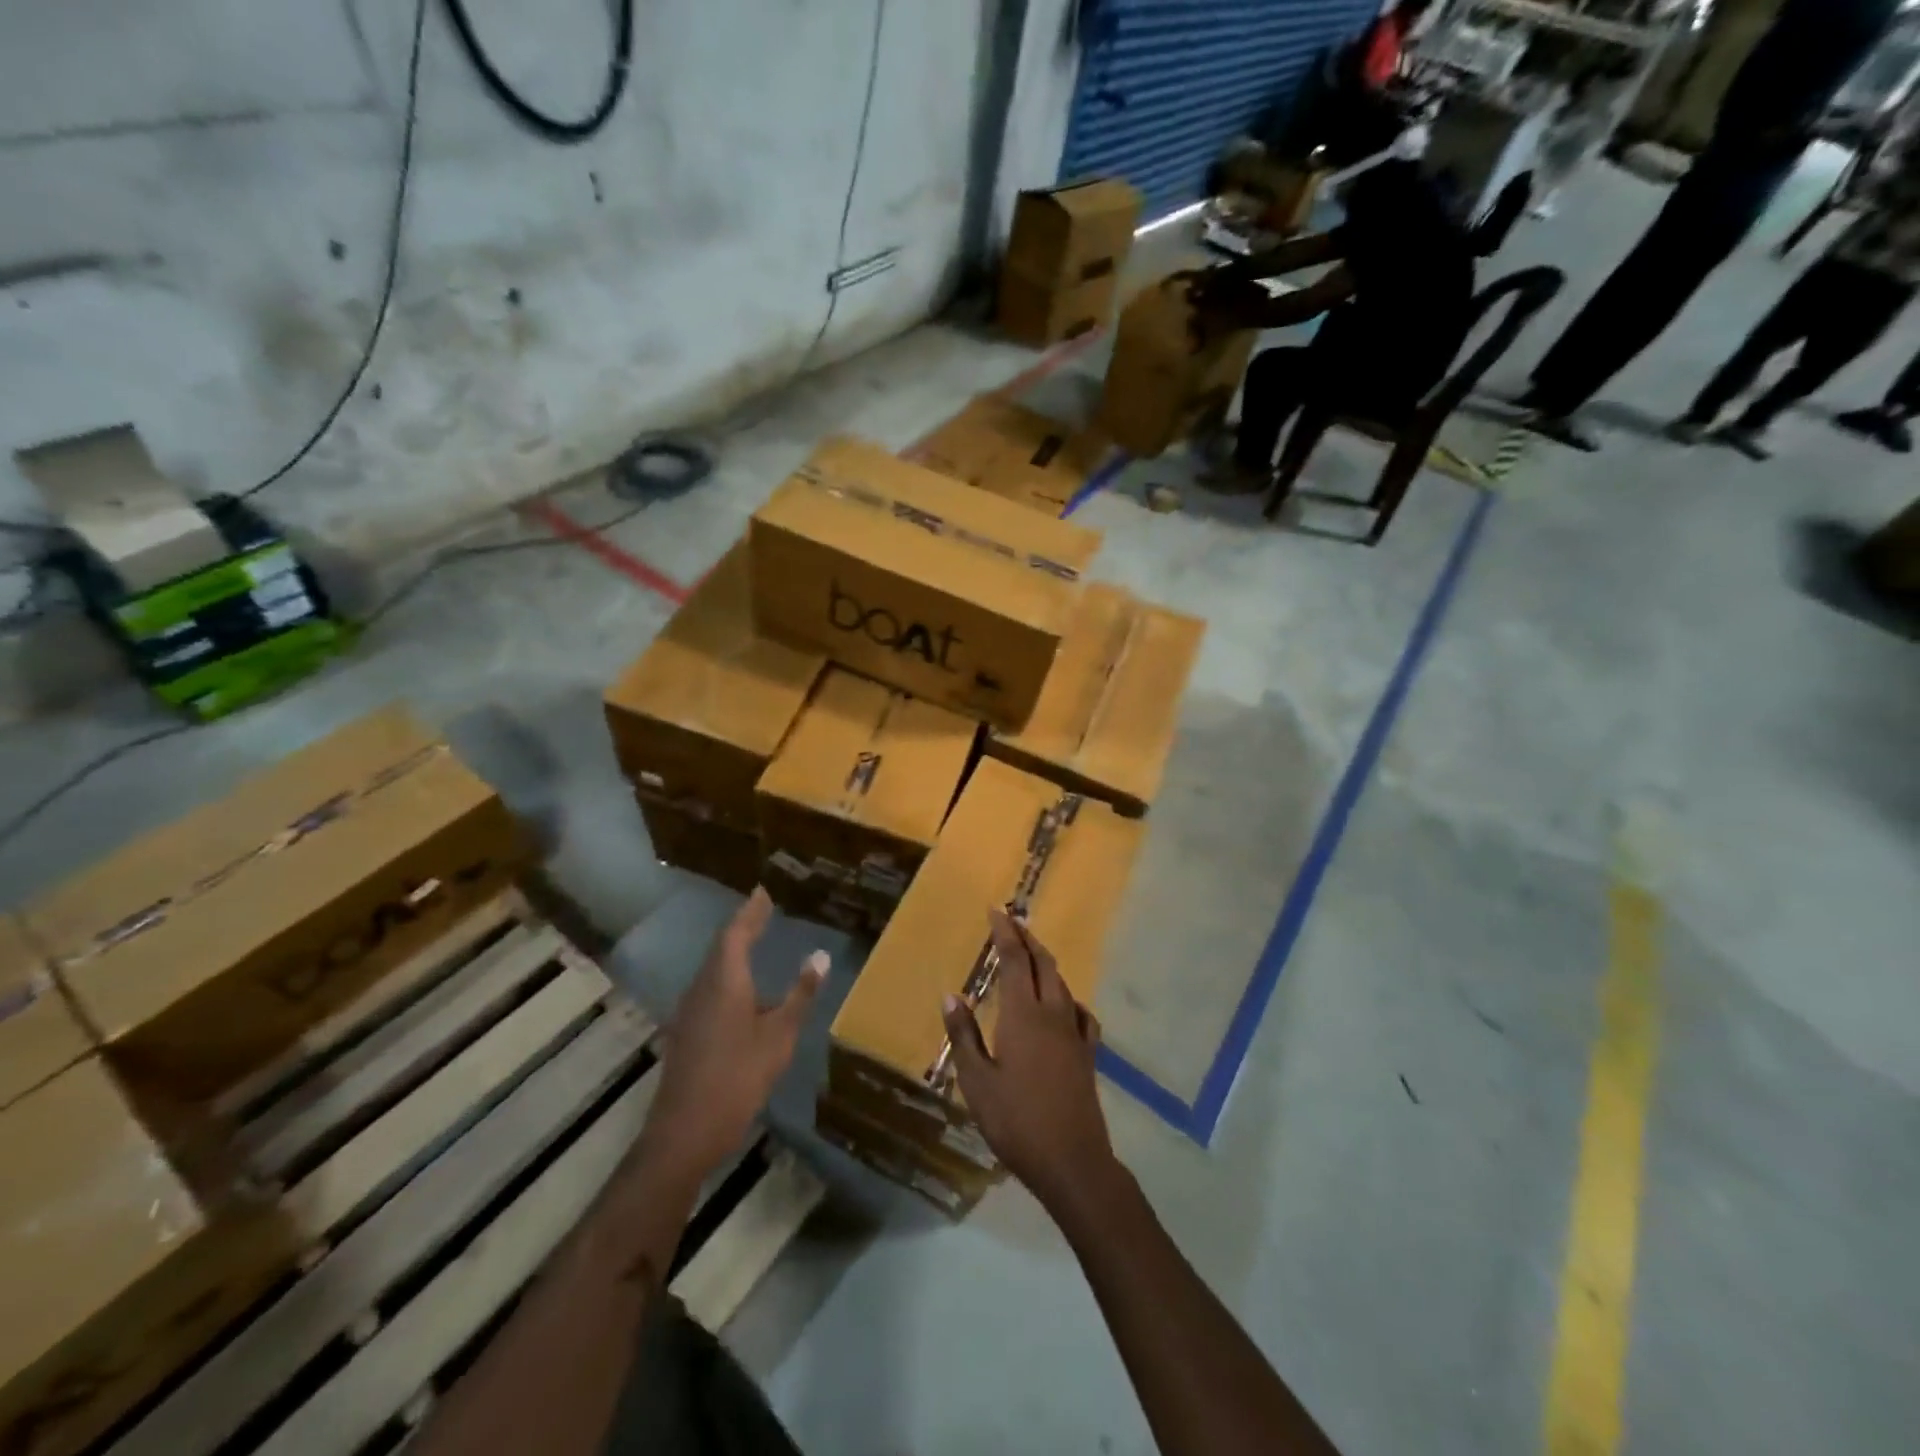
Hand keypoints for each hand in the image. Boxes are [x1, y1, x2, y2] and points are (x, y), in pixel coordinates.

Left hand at [637, 888, 826, 1186]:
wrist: (685, 1132)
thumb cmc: (738, 1078)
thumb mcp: (779, 1036)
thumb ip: (800, 995)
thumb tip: (820, 956)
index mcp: (724, 982)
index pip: (737, 933)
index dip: (751, 911)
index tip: (764, 891)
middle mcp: (703, 988)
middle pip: (722, 947)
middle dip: (744, 926)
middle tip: (764, 910)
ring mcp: (691, 1011)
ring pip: (714, 969)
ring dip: (735, 951)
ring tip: (757, 940)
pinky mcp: (688, 1032)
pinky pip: (711, 988)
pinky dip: (730, 976)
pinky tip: (745, 990)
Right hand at [939, 909, 1116, 1210]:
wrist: (1072, 1160)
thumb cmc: (1016, 1121)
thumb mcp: (977, 1082)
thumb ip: (964, 1036)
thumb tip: (951, 996)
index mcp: (1022, 1015)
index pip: (1014, 960)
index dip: (1005, 933)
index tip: (996, 910)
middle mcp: (1052, 1013)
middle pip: (1042, 963)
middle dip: (1027, 938)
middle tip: (1011, 922)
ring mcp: (1074, 1033)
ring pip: (1061, 983)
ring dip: (1045, 962)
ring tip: (1031, 956)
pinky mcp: (1088, 1054)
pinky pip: (1079, 1012)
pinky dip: (1067, 997)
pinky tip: (1063, 1005)